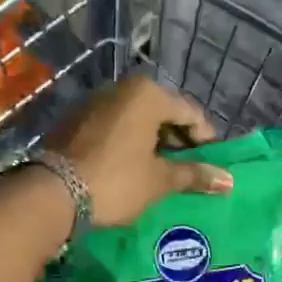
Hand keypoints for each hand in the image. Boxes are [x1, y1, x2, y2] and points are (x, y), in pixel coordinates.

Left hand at [45, 75, 232, 227]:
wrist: (53, 193)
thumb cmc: (116, 181)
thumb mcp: (159, 180)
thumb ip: (194, 175)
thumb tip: (229, 181)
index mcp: (147, 94)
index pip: (189, 112)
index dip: (205, 139)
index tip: (211, 163)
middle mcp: (120, 88)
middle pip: (161, 112)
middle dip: (176, 140)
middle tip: (187, 169)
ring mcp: (93, 102)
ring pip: (135, 119)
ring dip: (151, 142)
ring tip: (161, 171)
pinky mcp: (74, 120)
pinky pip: (112, 127)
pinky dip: (127, 143)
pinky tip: (131, 167)